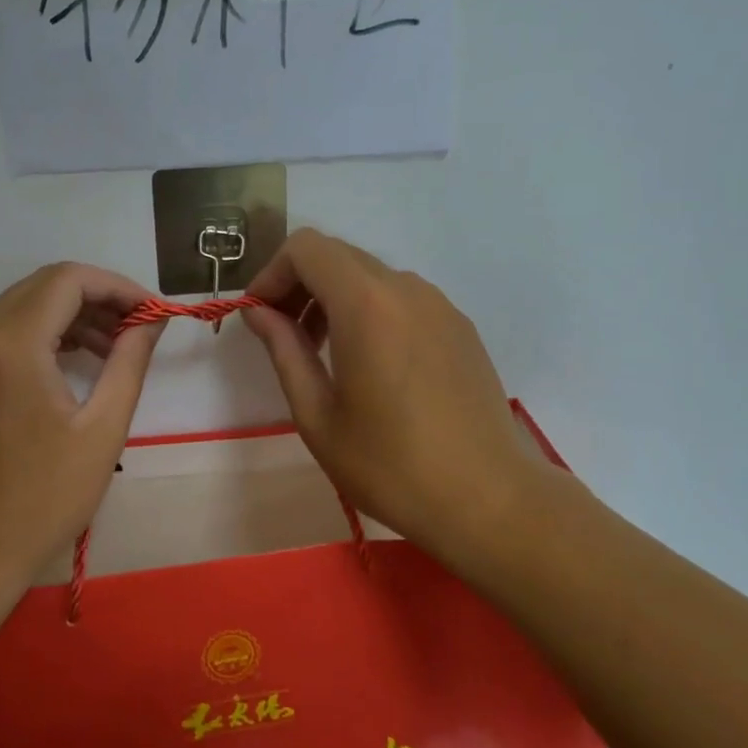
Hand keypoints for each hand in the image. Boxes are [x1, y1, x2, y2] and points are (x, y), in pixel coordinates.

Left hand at [0, 263, 163, 594]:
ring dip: (62, 319)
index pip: (67, 280)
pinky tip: (57, 372)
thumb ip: (130, 361)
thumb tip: (151, 320)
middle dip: (92, 300)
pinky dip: (30, 340)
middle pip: (38, 289)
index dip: (116, 286)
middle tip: (132, 331)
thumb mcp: (102, 430)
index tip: (149, 313)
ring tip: (104, 351)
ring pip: (12, 312)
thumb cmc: (42, 499)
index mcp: (9, 345)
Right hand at [240, 230, 533, 558]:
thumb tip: (257, 312)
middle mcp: (406, 288)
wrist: (489, 499)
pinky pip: (401, 297)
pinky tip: (370, 364)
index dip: (272, 273)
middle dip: (299, 284)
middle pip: (337, 256)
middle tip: (283, 335)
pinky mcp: (459, 326)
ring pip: (370, 275)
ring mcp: (439, 304)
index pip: (306, 248)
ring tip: (323, 353)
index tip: (259, 316)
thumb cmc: (391, 465)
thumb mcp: (318, 415)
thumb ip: (284, 351)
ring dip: (334, 298)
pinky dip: (370, 310)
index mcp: (366, 304)